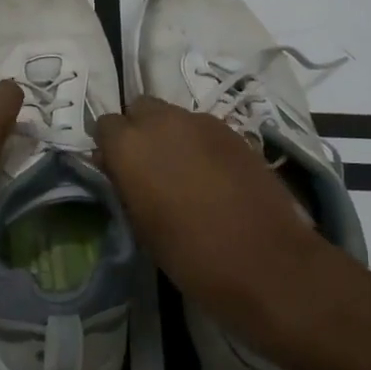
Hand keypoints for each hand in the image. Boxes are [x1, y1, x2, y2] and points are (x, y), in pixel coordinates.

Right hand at [97, 96, 334, 348]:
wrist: (265, 261)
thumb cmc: (191, 255)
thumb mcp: (141, 226)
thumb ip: (124, 185)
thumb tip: (117, 168)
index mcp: (130, 146)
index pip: (105, 125)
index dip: (110, 147)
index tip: (118, 171)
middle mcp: (161, 122)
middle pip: (139, 108)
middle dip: (139, 130)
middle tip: (149, 166)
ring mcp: (201, 122)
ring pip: (173, 115)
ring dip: (170, 135)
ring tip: (184, 172)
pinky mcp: (233, 130)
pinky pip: (203, 128)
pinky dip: (199, 143)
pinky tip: (212, 175)